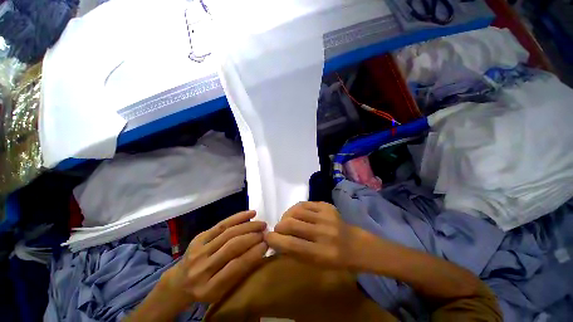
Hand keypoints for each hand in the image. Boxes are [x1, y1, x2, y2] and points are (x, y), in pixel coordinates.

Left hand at [163, 210, 267, 303]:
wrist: (180, 282)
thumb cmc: (206, 288)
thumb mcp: (222, 290)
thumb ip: (240, 272)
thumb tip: (261, 250)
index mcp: (209, 288)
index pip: (236, 267)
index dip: (254, 253)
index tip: (267, 244)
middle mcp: (202, 268)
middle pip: (232, 246)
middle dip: (252, 237)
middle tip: (266, 232)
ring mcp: (199, 250)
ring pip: (228, 232)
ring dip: (248, 226)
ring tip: (261, 223)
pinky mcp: (199, 237)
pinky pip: (222, 224)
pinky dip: (238, 217)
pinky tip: (250, 213)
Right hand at [265, 201, 365, 269]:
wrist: (357, 245)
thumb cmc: (335, 260)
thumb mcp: (316, 265)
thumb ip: (295, 252)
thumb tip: (276, 241)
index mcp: (321, 254)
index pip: (290, 244)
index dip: (274, 240)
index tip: (267, 237)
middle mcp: (324, 233)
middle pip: (291, 224)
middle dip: (278, 227)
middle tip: (278, 230)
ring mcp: (326, 216)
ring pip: (296, 210)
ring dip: (286, 216)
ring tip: (287, 220)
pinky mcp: (327, 206)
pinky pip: (304, 204)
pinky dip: (296, 209)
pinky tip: (297, 214)